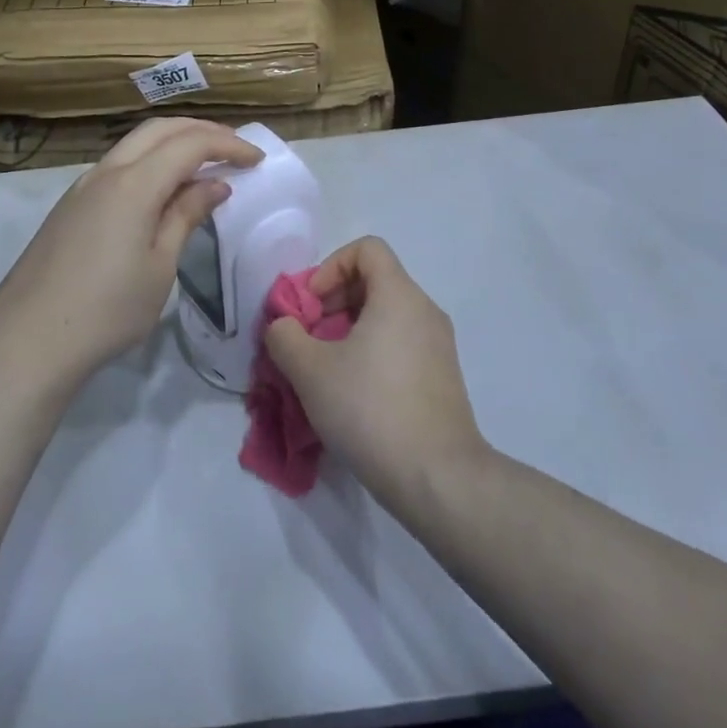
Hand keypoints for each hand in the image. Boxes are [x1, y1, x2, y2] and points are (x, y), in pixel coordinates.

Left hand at [0, 118, 261, 388]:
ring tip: (204, 164)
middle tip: (234, 149)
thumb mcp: (159, 266)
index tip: (257, 160)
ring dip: (173, 143)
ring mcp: (83, 186)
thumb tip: (214, 185)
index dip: (228, 145)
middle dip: (201, 131)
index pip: (190, 144)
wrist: (27, 340)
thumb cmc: (107, 309)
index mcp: (134, 183)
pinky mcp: (71, 205)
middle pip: (160, 129)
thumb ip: (186, 216)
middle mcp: (106, 171)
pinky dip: (150, 161)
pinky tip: (163, 189)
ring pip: (135, 143)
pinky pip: (119, 164)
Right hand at [265, 237, 489, 505]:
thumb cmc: (371, 409)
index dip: (331, 266)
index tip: (311, 305)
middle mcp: (425, 310)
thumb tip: (283, 326)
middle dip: (334, 302)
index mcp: (399, 295)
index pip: (367, 248)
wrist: (438, 479)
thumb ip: (285, 336)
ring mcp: (439, 346)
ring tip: (325, 370)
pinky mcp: (443, 378)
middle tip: (309, 339)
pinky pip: (401, 344)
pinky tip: (353, 395)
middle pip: (375, 281)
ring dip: (350, 331)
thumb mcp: (310, 370)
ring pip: (387, 316)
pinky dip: (373, 353)